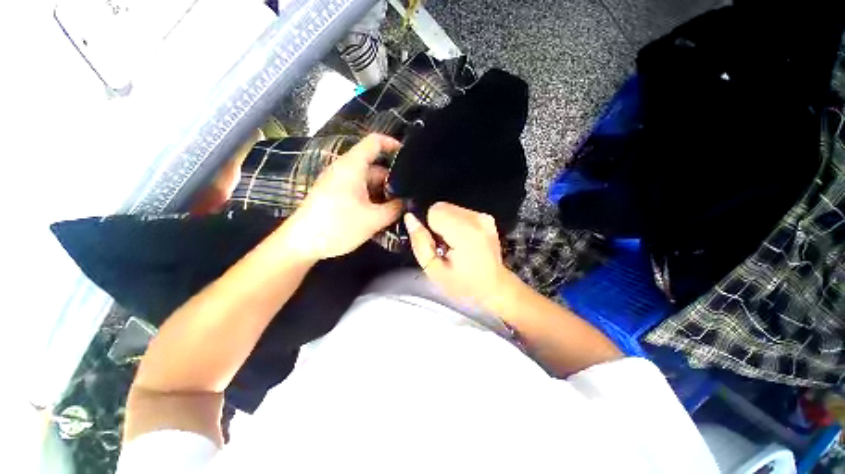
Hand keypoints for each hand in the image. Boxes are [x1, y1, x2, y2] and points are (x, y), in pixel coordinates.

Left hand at [281, 134, 402, 260]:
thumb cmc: (338, 226)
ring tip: (400, 208)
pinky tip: (383, 213)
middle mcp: (345, 170)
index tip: (409, 157)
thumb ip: (395, 208)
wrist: (301, 243)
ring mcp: (339, 182)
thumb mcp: (373, 219)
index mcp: (352, 166)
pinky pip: (360, 191)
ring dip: (384, 193)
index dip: (393, 144)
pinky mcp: (336, 195)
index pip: (375, 142)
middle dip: (393, 180)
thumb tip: (407, 202)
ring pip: (369, 181)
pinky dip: (373, 198)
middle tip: (410, 196)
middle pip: (375, 167)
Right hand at [405, 202, 513, 309]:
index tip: (434, 243)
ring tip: (453, 244)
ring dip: (446, 223)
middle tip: (443, 245)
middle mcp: (477, 220)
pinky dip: (456, 223)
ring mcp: (484, 217)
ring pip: (450, 208)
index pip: (434, 211)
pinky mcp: (486, 218)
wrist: (494, 287)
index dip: (428, 226)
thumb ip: (420, 243)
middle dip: (436, 224)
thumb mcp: (434, 271)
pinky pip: (460, 212)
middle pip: (441, 207)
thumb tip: (410, 219)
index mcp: (465, 233)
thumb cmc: (464, 285)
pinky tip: (461, 240)